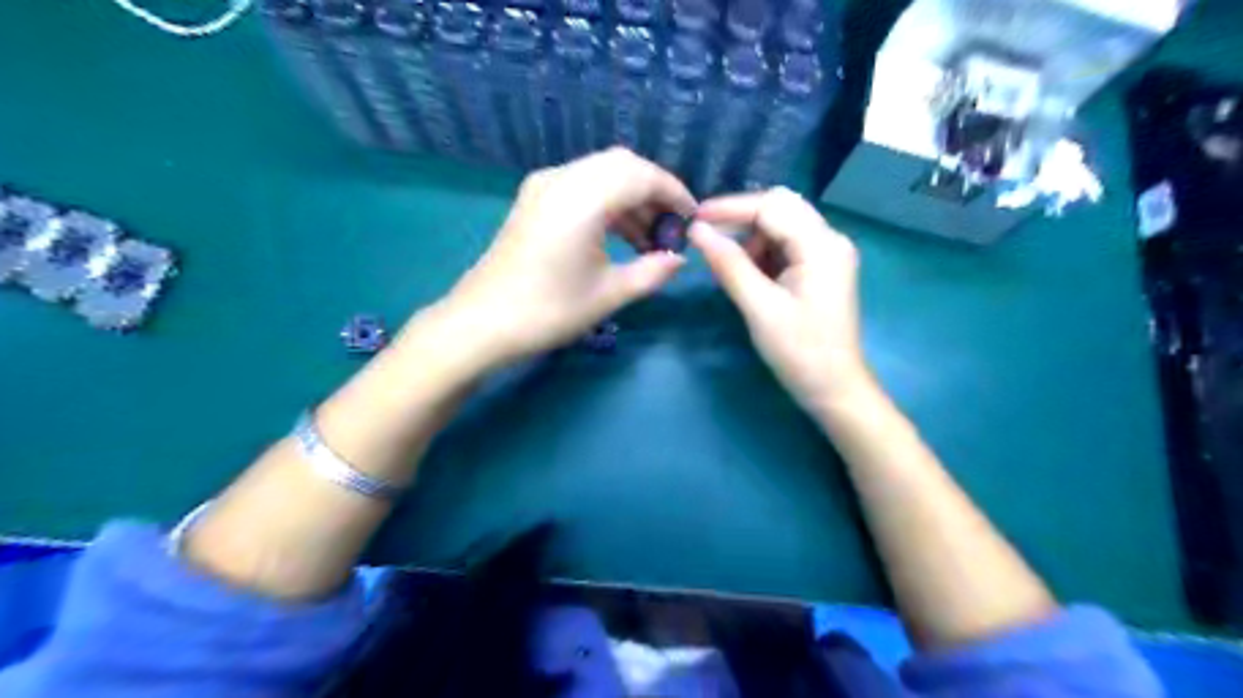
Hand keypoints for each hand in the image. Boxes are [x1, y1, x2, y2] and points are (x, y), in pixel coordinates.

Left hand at [437, 148, 693, 370]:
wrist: (480, 324)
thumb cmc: (548, 311)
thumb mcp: (608, 295)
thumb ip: (651, 272)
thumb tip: (679, 259)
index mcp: (583, 198)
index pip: (641, 175)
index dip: (673, 192)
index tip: (692, 218)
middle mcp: (561, 179)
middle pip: (621, 165)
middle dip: (653, 192)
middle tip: (671, 227)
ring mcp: (543, 187)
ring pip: (600, 174)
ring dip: (629, 198)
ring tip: (650, 239)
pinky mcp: (533, 201)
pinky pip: (580, 187)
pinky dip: (606, 203)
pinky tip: (619, 236)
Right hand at [688, 189, 871, 411]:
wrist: (834, 389)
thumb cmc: (799, 352)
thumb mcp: (760, 307)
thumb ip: (729, 264)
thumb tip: (698, 230)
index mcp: (821, 245)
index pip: (771, 206)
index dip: (730, 208)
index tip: (694, 219)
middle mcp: (829, 240)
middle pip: (780, 208)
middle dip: (741, 219)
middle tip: (708, 238)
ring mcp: (827, 255)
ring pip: (782, 226)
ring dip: (751, 238)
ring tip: (727, 267)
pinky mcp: (820, 270)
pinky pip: (786, 246)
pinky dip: (762, 253)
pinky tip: (747, 274)